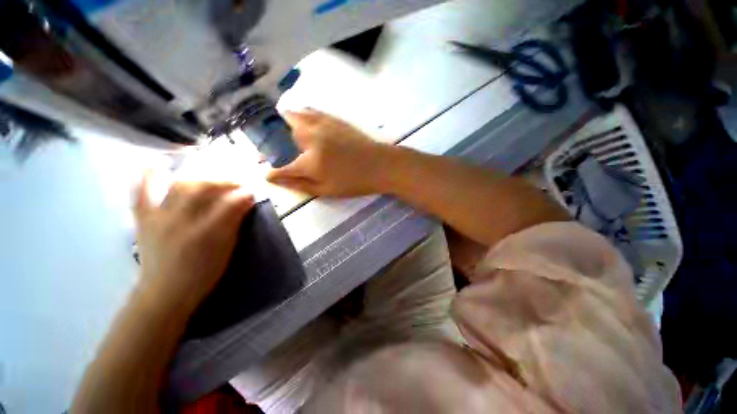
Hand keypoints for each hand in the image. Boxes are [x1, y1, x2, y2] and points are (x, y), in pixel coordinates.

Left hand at [134, 174, 254, 310]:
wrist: (165, 292)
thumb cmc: (202, 273)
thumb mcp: (226, 250)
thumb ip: (235, 223)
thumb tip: (246, 201)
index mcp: (205, 234)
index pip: (229, 204)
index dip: (243, 194)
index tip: (252, 192)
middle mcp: (180, 222)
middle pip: (203, 189)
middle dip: (224, 182)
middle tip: (236, 185)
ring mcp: (158, 219)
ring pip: (179, 187)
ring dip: (200, 179)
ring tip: (211, 181)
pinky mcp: (143, 220)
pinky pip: (141, 193)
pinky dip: (148, 176)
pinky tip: (157, 165)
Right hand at [266, 110, 393, 196]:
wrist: (380, 165)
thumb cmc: (354, 182)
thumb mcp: (327, 191)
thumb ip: (300, 185)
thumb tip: (277, 179)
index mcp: (310, 162)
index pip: (283, 168)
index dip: (274, 173)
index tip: (268, 175)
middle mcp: (311, 139)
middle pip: (285, 133)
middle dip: (280, 140)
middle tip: (283, 148)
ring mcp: (323, 126)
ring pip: (297, 116)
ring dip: (289, 121)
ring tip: (289, 129)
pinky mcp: (334, 119)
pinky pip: (313, 111)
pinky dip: (304, 114)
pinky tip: (305, 118)